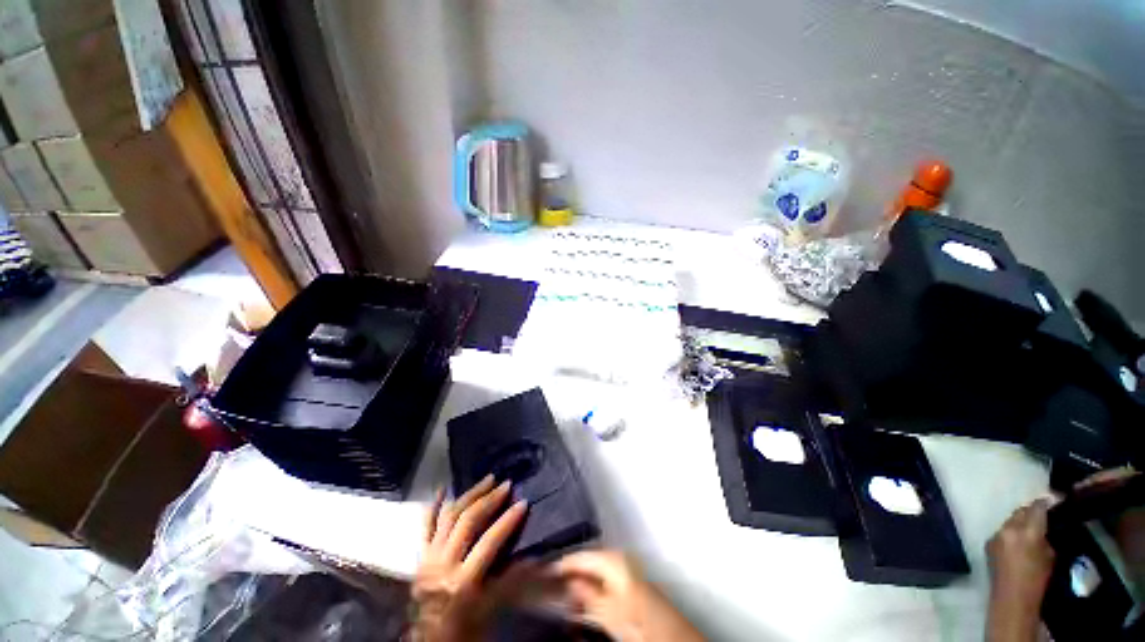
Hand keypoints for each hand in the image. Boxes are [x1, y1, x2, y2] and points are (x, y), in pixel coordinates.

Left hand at [411, 476, 528, 641]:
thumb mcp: (489, 609)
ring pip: (449, 516)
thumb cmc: (463, 629)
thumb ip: (510, 580)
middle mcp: (444, 564)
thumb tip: (532, 555)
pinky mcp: (420, 556)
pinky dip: (434, 506)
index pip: (490, 541)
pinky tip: (442, 488)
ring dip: (470, 495)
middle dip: (489, 499)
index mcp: (463, 581)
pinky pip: (425, 526)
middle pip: (468, 521)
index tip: (524, 502)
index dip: (508, 520)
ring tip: (487, 480)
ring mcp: (430, 557)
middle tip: (506, 484)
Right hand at [547, 550, 703, 641]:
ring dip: (582, 581)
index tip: (544, 572)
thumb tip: (568, 584)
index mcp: (614, 560)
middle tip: (551, 584)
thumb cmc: (640, 621)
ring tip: (563, 594)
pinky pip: (606, 580)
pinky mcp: (632, 584)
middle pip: (589, 561)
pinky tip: (585, 600)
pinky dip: (594, 588)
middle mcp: (620, 559)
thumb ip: (588, 596)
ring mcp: (627, 570)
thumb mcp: (610, 612)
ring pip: (597, 571)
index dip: (563, 564)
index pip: (582, 555)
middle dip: (571, 572)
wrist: (672, 634)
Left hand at [986, 498, 1055, 641]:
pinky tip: (1017, 539)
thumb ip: (1045, 537)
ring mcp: (995, 535)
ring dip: (1019, 521)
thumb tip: (1044, 528)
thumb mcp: (1050, 556)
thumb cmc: (1037, 580)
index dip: (1045, 503)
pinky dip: (1011, 531)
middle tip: (1041, 514)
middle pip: (1020, 511)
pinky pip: (1002, 531)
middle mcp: (1008, 529)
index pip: (1036, 508)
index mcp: (1026, 531)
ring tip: (1030, 526)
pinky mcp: (988, 543)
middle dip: (1030, 511)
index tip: (1053, 499)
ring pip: (1010, 520)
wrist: (1011, 599)